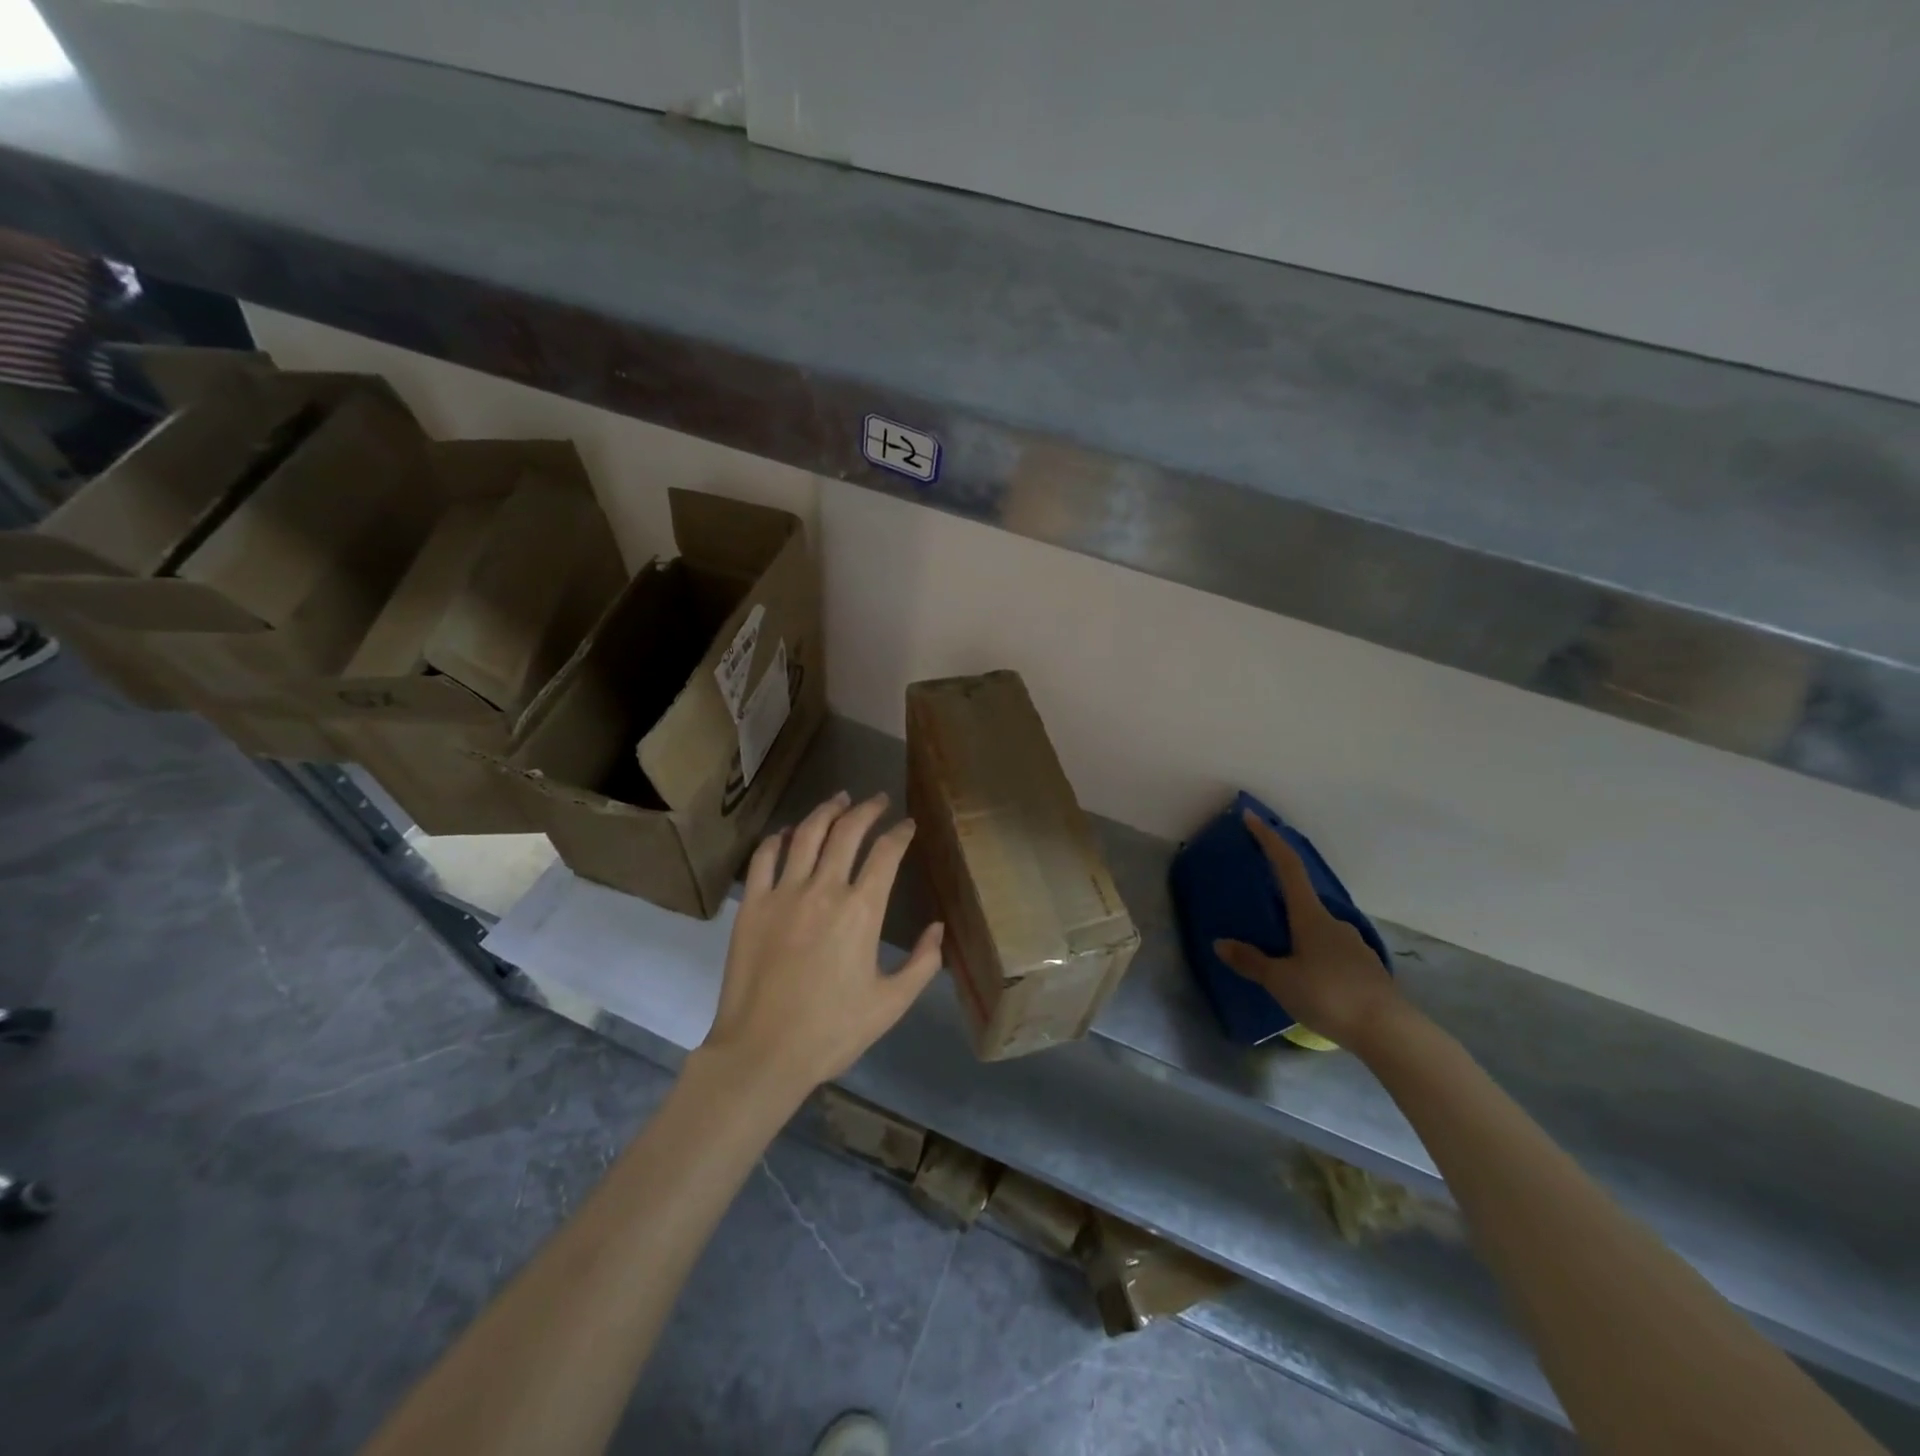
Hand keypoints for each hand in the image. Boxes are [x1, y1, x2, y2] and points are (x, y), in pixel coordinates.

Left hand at [702, 791, 944, 1096]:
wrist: (762, 1053)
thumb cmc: (832, 1031)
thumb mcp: (891, 1004)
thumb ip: (923, 963)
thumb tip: (938, 928)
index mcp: (862, 911)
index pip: (886, 853)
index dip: (900, 833)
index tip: (907, 825)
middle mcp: (824, 889)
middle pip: (847, 831)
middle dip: (867, 809)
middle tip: (877, 800)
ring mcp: (783, 893)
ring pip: (807, 834)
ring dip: (826, 810)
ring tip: (839, 799)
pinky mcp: (753, 904)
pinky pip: (765, 856)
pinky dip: (780, 837)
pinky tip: (790, 832)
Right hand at [1214, 810, 1405, 1051]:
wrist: (1390, 1032)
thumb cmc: (1329, 996)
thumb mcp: (1280, 981)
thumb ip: (1250, 961)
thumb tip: (1220, 943)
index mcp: (1310, 917)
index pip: (1287, 866)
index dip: (1269, 840)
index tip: (1252, 818)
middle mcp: (1333, 922)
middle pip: (1301, 899)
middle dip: (1279, 901)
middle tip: (1256, 912)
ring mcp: (1353, 944)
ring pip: (1317, 930)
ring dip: (1297, 934)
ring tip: (1279, 957)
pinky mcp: (1365, 968)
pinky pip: (1331, 952)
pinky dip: (1314, 956)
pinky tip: (1307, 980)